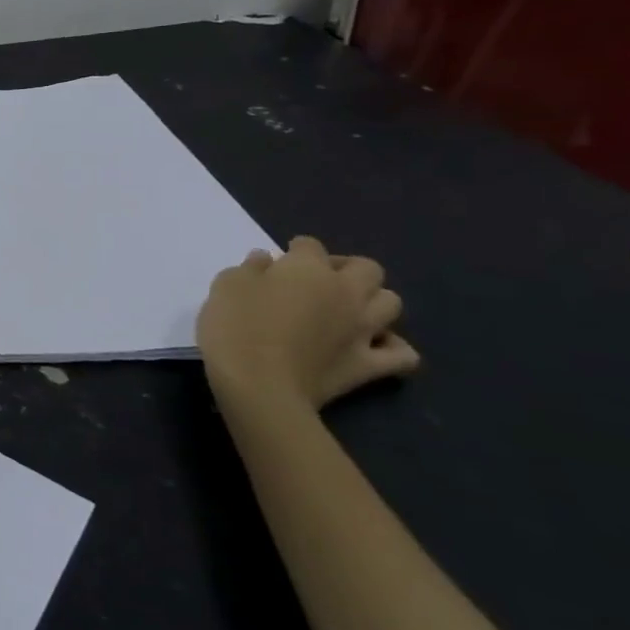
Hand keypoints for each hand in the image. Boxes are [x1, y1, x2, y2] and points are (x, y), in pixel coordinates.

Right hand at [196, 236, 418, 411]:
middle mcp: (345, 292)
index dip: (295, 250)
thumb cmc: (235, 326)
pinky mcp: (370, 365)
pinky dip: (392, 346)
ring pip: (391, 303)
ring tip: (346, 309)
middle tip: (317, 280)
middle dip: (346, 268)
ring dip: (372, 301)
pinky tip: (370, 346)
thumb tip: (265, 261)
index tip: (278, 262)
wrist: (259, 384)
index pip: (310, 245)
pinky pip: (403, 354)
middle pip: (366, 268)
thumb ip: (249, 269)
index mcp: (308, 269)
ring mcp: (363, 330)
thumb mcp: (226, 286)